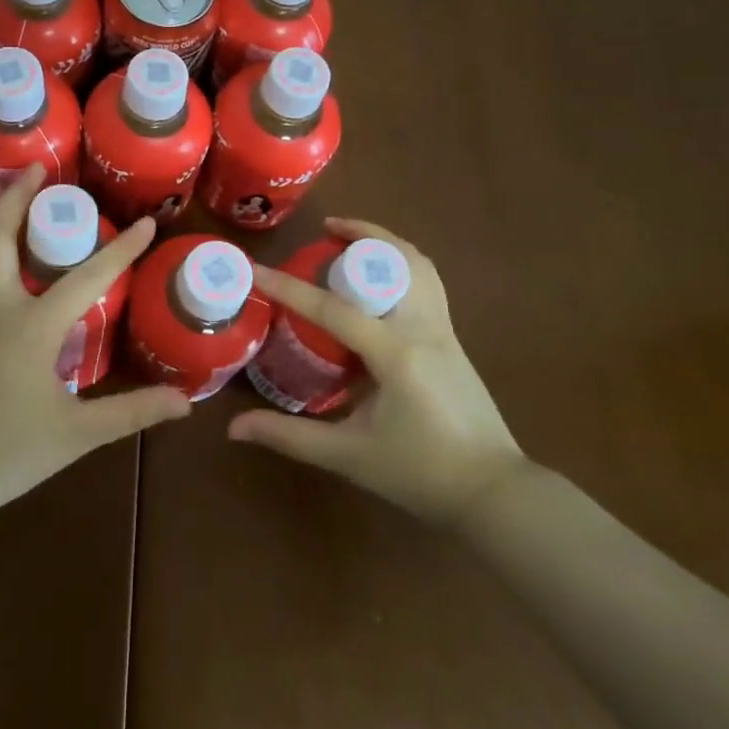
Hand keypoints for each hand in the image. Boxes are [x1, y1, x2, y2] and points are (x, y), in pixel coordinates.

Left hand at [0, 165, 189, 516]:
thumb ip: (131, 412)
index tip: (146, 223)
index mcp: (32, 326)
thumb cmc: (5, 454)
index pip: (87, 277)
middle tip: (33, 168)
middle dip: (16, 198)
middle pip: (0, 238)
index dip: (121, 250)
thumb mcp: (76, 435)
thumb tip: (187, 401)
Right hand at [227, 218, 524, 521]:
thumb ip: (290, 436)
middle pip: (392, 261)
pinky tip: (381, 278)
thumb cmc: (420, 474)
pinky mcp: (453, 338)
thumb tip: (234, 428)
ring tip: (352, 239)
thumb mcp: (349, 457)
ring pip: (419, 264)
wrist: (494, 494)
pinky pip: (428, 282)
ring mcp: (444, 330)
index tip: (255, 269)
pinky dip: (403, 263)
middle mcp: (422, 329)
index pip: (332, 308)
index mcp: (395, 354)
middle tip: (321, 235)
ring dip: (386, 242)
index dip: (288, 287)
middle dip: (357, 236)